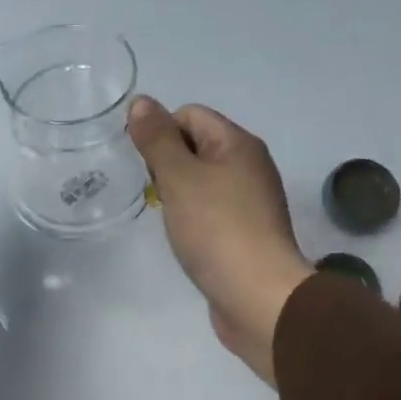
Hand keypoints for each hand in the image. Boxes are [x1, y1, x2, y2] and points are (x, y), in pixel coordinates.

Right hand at [128, 96, 313, 383]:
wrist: (259, 297)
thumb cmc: (217, 230)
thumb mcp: (180, 178)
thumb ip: (157, 139)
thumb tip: (141, 102)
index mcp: (238, 144)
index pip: (190, 115)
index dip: (161, 132)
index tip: (146, 167)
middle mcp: (250, 166)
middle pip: (197, 146)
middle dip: (168, 164)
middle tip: (157, 195)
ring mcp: (251, 202)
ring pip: (203, 182)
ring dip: (179, 194)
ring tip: (169, 219)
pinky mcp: (246, 234)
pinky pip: (212, 211)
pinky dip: (194, 219)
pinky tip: (186, 239)